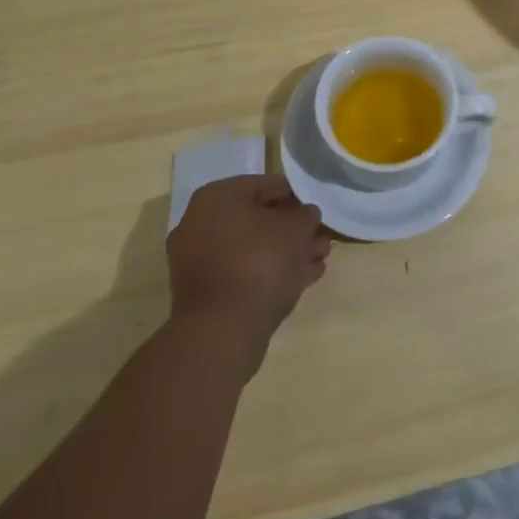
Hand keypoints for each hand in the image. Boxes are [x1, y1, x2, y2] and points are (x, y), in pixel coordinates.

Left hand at [166, 174, 329, 376]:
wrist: (222, 333)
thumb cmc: (259, 263)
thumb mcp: (295, 230)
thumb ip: (306, 215)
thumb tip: (306, 215)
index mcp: (216, 198)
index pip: (265, 185)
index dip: (296, 195)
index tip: (317, 209)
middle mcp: (200, 225)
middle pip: (258, 219)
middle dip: (292, 229)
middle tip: (320, 237)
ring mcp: (199, 262)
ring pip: (253, 248)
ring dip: (287, 252)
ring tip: (320, 258)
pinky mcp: (205, 294)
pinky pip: (244, 273)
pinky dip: (271, 272)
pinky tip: (304, 278)